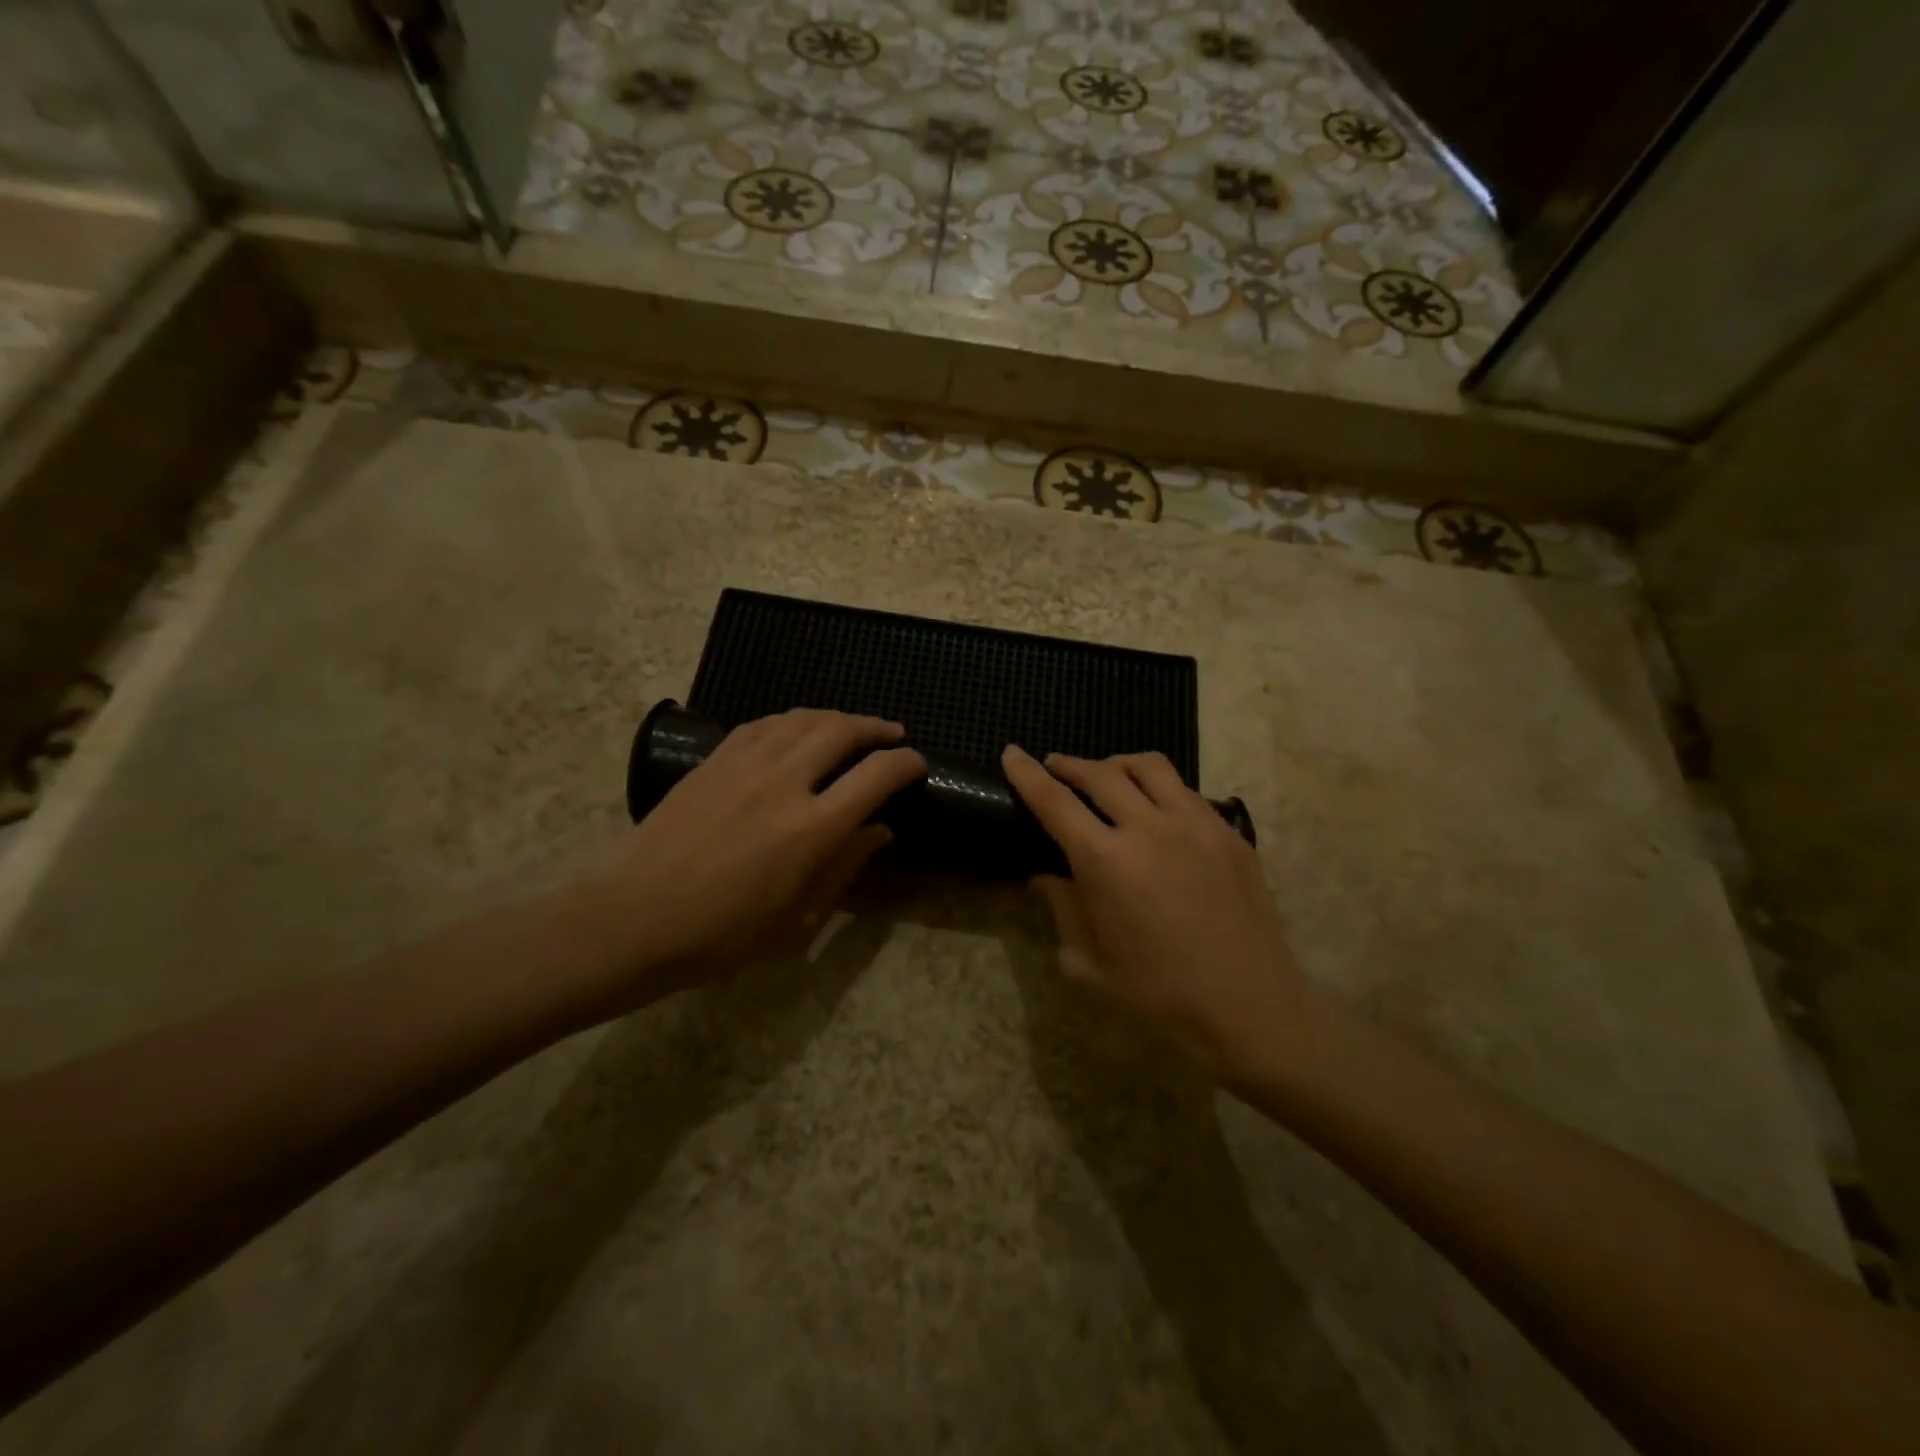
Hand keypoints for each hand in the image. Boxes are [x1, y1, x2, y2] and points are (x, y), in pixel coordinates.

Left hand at [602, 710, 926, 998]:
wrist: (636, 918)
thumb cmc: (724, 934)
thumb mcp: (798, 915)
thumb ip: (844, 865)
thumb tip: (880, 830)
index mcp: (812, 828)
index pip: (876, 775)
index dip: (906, 763)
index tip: (918, 763)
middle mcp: (784, 782)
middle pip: (842, 731)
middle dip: (876, 728)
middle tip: (892, 735)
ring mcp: (744, 765)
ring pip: (803, 718)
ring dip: (836, 718)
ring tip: (851, 728)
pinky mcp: (714, 761)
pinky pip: (763, 724)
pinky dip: (792, 720)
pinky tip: (797, 730)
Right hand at [1002, 745, 1307, 1080]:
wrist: (1251, 1009)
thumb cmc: (1160, 997)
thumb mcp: (1090, 965)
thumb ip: (1063, 910)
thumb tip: (1045, 877)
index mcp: (1107, 863)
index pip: (1055, 802)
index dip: (1027, 774)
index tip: (1011, 753)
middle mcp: (1150, 829)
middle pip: (1100, 773)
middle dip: (1069, 765)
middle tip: (1056, 768)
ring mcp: (1197, 825)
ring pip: (1150, 767)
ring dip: (1117, 764)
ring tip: (1107, 776)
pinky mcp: (1230, 834)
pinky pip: (1187, 791)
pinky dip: (1160, 788)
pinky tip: (1157, 811)